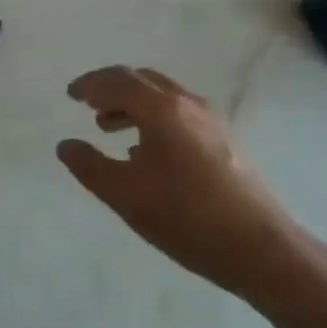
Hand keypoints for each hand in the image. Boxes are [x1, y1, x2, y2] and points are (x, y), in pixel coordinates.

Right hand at [57, 66, 315, 301]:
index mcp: (162, 110)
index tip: (70, 94)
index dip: (90, 85)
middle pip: (142, 79)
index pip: (118, 81)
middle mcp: (188, 104)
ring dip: (132, 103)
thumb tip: (65, 145)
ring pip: (163, 96)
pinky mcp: (225, 139)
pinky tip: (145, 151)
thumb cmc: (186, 218)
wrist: (260, 247)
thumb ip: (89, 166)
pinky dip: (153, 117)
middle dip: (111, 88)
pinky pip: (180, 112)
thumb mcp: (125, 195)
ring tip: (110, 127)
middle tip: (88, 105)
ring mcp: (212, 120)